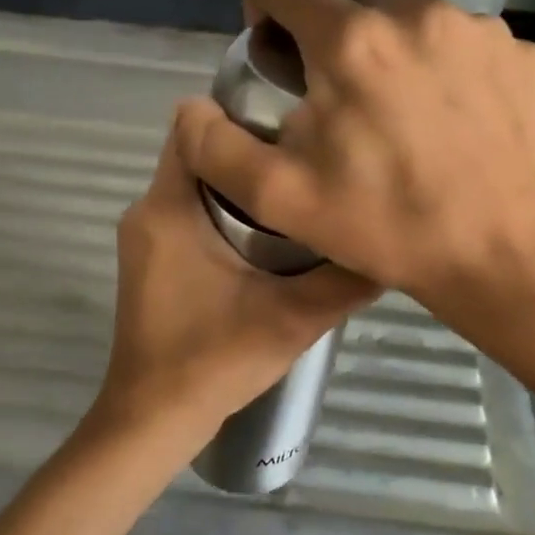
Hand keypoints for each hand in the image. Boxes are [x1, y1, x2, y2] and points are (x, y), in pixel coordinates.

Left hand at [84, 107, 378, 458]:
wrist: (153, 419)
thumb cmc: (212, 360)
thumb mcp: (292, 318)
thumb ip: (344, 279)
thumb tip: (391, 243)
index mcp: (168, 207)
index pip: (191, 126)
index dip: (238, 114)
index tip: (289, 124)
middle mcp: (146, 210)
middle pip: (198, 155)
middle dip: (248, 154)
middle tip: (305, 164)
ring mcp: (142, 237)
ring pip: (193, 186)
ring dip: (239, 187)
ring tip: (295, 198)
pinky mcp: (147, 261)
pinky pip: (185, 214)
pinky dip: (220, 214)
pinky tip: (265, 241)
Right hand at [175, 0, 534, 320]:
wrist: (503, 256)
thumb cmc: (386, 225)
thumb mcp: (279, 199)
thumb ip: (215, 147)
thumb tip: (191, 108)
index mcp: (349, 41)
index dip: (263, 2)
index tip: (274, 49)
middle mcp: (415, 13)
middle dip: (325, 18)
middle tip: (330, 82)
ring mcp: (477, 28)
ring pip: (408, 6)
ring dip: (385, 39)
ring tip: (394, 105)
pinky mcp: (519, 52)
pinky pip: (461, 35)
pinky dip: (440, 60)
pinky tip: (447, 116)